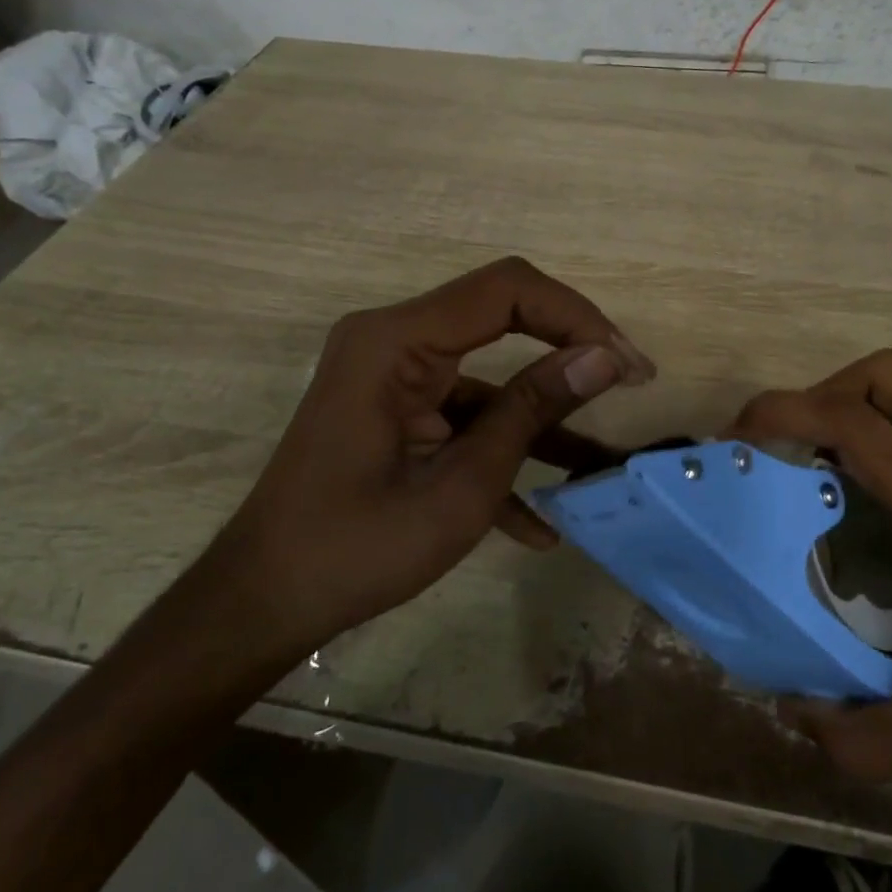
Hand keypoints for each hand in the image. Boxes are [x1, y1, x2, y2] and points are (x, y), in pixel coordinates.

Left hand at [213, 257, 654, 652]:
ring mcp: (393, 374)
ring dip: (542, 413)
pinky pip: (462, 413)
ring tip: (598, 460)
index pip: (507, 289)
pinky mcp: (395, 407)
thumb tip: (604, 358)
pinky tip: (538, 522)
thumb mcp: (461, 486)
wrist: (264, 602)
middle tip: (627, 381)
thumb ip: (532, 412)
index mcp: (397, 341)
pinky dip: (501, 449)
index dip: (576, 316)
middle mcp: (393, 339)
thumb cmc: (357, 548)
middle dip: (569, 348)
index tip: (625, 364)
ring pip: (488, 372)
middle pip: (501, 314)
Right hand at [732, 351, 891, 796]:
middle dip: (817, 395)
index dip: (782, 410)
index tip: (736, 439)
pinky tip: (883, 525)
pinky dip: (886, 451)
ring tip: (820, 482)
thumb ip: (874, 738)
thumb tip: (797, 717)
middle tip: (785, 454)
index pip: (853, 419)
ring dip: (851, 417)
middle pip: (882, 376)